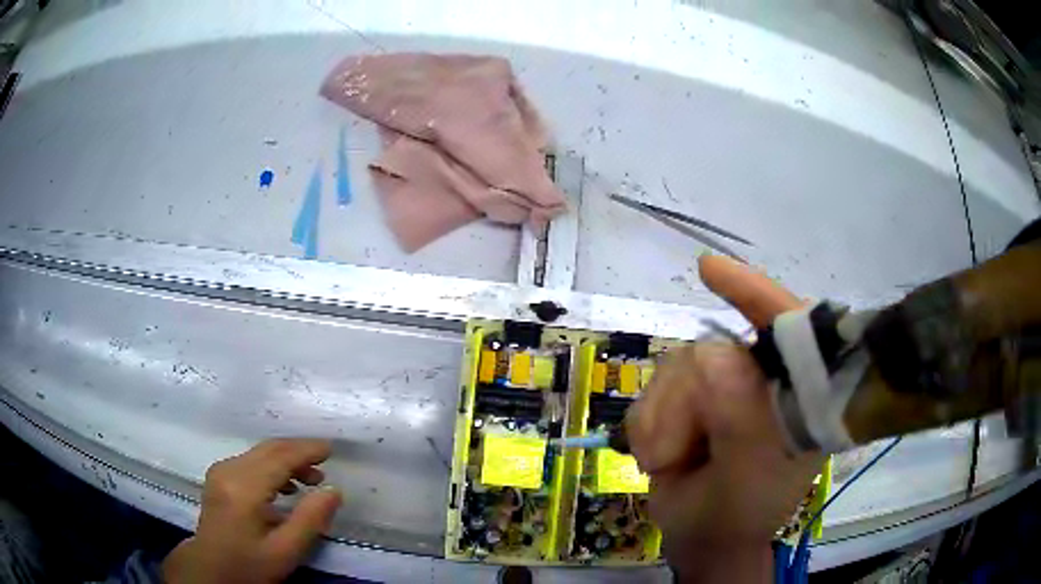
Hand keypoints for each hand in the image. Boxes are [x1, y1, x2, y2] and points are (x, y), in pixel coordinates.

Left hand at [162, 439, 342, 583]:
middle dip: (298, 452)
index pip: (279, 457)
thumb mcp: (286, 551)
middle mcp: (229, 470)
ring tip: (310, 480)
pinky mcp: (218, 477)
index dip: (306, 450)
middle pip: (268, 449)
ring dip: (286, 460)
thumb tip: (333, 490)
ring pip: (259, 453)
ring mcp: (220, 471)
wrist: (211, 570)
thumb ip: (310, 519)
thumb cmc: (250, 565)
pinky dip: (271, 466)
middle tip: (325, 463)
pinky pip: (250, 461)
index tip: (331, 449)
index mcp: (244, 488)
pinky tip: (284, 486)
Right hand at [626, 256, 823, 582]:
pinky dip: (646, 422)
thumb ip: (741, 425)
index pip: (789, 328)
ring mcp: (725, 387)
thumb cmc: (737, 515)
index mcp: (799, 394)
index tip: (708, 270)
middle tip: (671, 456)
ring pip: (677, 367)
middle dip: (685, 403)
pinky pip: (654, 386)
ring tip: (664, 461)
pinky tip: (655, 454)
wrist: (701, 537)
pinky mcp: (691, 396)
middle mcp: (764, 380)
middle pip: (714, 351)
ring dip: (661, 418)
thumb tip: (714, 357)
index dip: (756, 294)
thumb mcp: (746, 480)